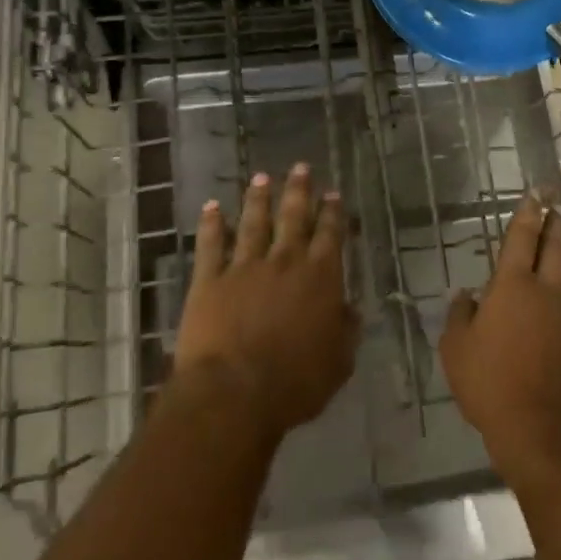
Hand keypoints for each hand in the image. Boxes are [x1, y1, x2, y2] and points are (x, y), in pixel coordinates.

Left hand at [174, 165, 356, 442]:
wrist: (235, 392)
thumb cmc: (295, 383)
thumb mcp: (339, 362)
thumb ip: (346, 330)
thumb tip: (350, 308)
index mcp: (320, 277)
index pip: (330, 235)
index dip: (333, 212)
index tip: (333, 193)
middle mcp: (285, 261)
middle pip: (293, 217)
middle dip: (298, 191)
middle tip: (299, 167)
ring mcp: (245, 266)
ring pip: (254, 222)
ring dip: (258, 199)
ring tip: (261, 178)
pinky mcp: (210, 279)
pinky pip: (211, 244)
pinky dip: (211, 224)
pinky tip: (212, 206)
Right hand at [440, 194, 560, 488]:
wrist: (543, 431)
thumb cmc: (490, 385)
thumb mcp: (456, 351)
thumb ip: (460, 316)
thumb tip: (466, 295)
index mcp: (513, 286)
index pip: (522, 238)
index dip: (528, 214)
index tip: (535, 195)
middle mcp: (549, 290)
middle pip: (557, 246)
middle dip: (556, 223)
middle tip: (557, 207)